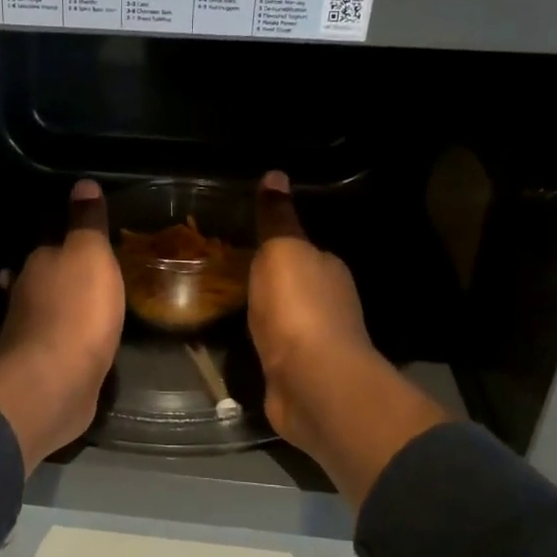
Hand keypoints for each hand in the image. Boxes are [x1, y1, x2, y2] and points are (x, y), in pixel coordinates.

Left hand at [0, 179, 125, 473]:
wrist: (56, 380)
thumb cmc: (77, 309)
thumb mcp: (90, 254)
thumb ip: (86, 222)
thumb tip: (83, 182)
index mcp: (38, 264)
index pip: (51, 245)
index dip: (69, 244)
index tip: (88, 244)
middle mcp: (26, 295)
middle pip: (46, 280)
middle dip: (62, 277)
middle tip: (92, 276)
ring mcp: (31, 334)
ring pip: (48, 312)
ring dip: (62, 309)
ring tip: (91, 308)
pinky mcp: (41, 367)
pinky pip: (58, 344)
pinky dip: (68, 340)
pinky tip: (84, 344)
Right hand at [249, 172, 450, 503]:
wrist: (311, 381)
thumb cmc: (297, 308)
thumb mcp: (282, 250)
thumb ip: (277, 219)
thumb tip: (275, 175)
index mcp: (328, 269)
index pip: (303, 250)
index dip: (278, 246)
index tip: (246, 244)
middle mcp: (329, 303)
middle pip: (295, 285)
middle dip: (269, 282)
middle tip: (228, 274)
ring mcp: (315, 344)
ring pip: (285, 320)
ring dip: (266, 315)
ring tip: (228, 308)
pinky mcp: (298, 375)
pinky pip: (276, 350)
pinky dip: (263, 345)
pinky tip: (243, 345)